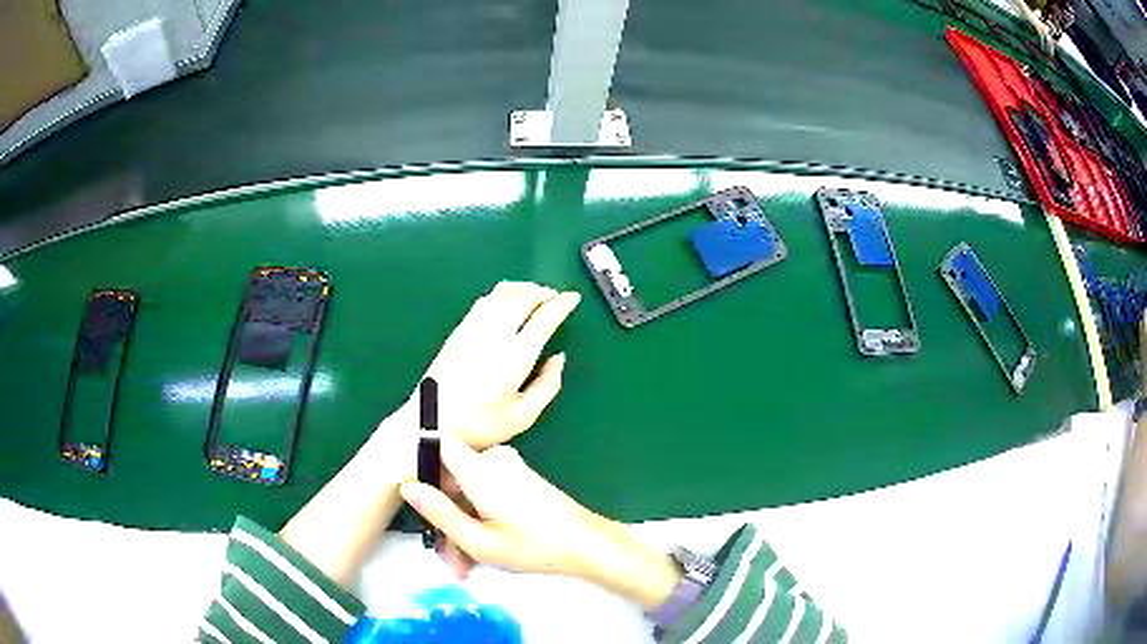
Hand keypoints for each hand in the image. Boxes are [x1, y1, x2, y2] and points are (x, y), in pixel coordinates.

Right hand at [400, 438, 680, 610]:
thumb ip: (439, 513)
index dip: (425, 472)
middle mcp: (495, 461)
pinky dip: (480, 520)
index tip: (424, 507)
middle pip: (453, 480)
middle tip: (450, 558)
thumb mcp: (478, 540)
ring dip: (463, 527)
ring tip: (467, 565)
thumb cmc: (534, 547)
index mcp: (482, 470)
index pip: (439, 447)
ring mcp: (510, 470)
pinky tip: (483, 553)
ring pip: (469, 493)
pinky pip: (486, 495)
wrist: (587, 546)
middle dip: (445, 518)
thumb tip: (407, 487)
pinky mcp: (520, 481)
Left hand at [419, 281, 580, 448]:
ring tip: (534, 292)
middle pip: (523, 298)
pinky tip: (505, 299)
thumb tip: (558, 358)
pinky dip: (501, 293)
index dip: (562, 304)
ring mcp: (473, 329)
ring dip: (522, 288)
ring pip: (502, 294)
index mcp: (516, 356)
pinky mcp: (457, 332)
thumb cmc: (481, 425)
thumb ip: (548, 385)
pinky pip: (483, 301)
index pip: (544, 318)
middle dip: (544, 291)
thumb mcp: (524, 416)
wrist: (431, 423)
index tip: (573, 298)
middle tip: (555, 295)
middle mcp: (495, 335)